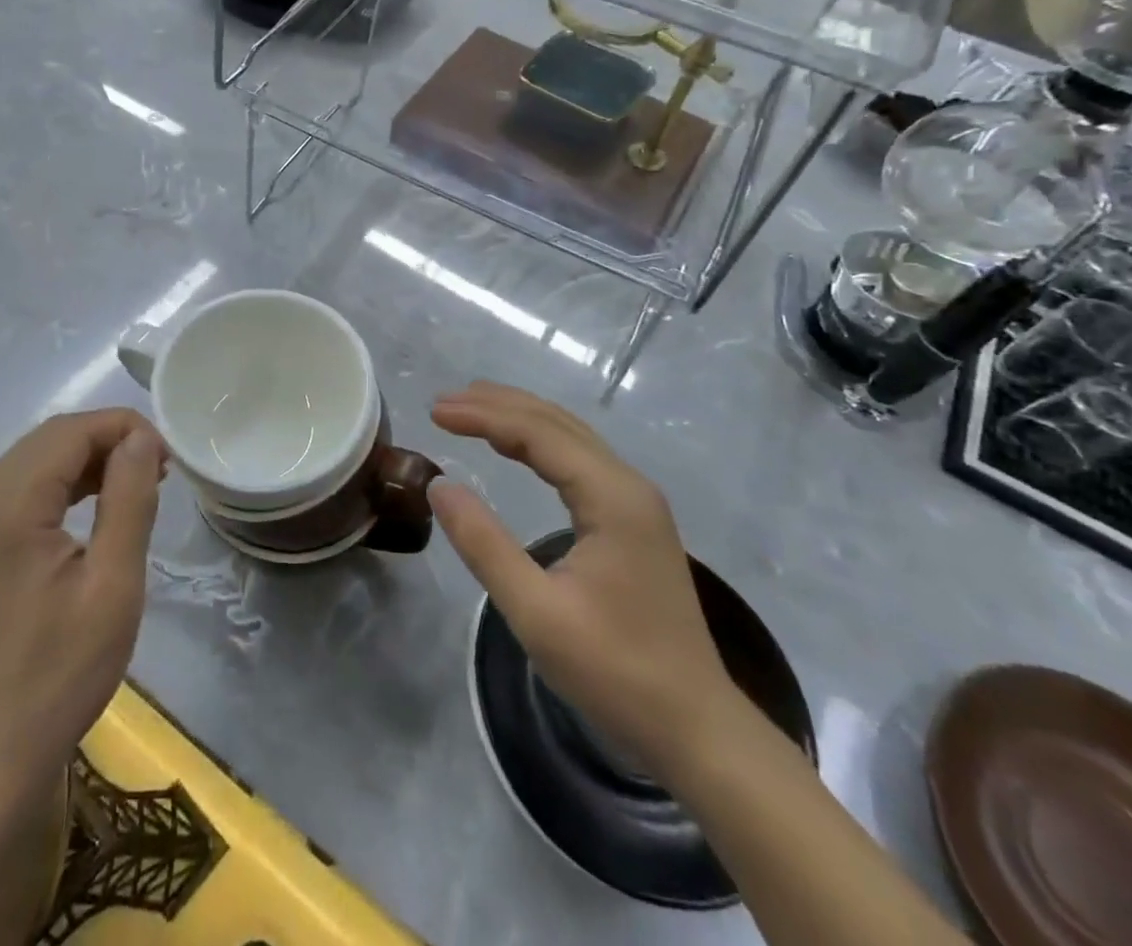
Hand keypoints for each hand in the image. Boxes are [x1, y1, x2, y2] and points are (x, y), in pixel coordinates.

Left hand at [0, 408, 166, 799]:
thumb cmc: (58, 675)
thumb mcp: (113, 586)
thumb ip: (129, 500)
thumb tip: (141, 439)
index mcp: (4, 506)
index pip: (70, 432)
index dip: (124, 428)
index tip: (168, 456)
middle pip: (49, 440)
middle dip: (108, 442)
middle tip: (158, 470)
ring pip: (33, 460)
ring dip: (85, 461)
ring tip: (135, 484)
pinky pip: (17, 488)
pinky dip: (59, 485)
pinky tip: (91, 505)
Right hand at [429, 382, 744, 779]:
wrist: (697, 729)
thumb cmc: (615, 672)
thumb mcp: (536, 612)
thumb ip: (484, 544)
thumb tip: (439, 485)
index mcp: (612, 497)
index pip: (538, 434)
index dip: (483, 416)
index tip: (435, 411)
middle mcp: (629, 485)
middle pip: (556, 422)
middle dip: (498, 405)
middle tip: (444, 402)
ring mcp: (637, 502)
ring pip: (570, 437)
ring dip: (518, 418)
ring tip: (470, 409)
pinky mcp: (634, 521)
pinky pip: (579, 460)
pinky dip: (539, 442)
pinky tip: (516, 448)